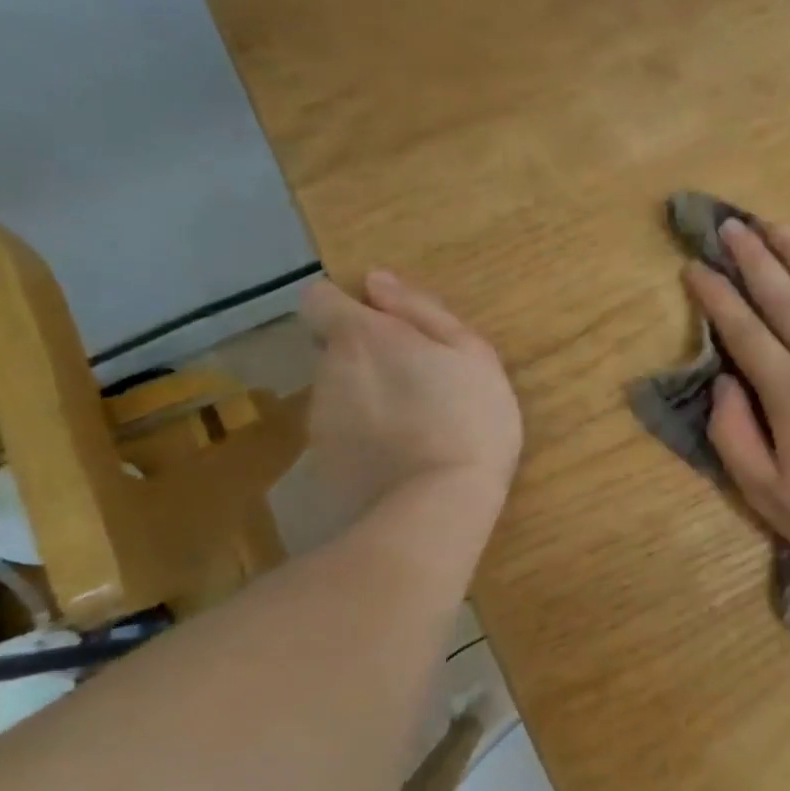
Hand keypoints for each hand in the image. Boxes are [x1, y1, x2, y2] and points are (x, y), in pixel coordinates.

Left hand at [300, 272, 521, 524]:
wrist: (435, 508)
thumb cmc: (469, 418)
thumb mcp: (471, 352)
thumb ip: (422, 311)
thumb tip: (376, 282)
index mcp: (362, 336)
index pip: (318, 298)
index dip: (347, 307)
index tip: (387, 327)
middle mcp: (328, 370)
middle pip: (333, 348)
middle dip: (367, 355)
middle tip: (420, 381)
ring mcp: (320, 418)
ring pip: (339, 390)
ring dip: (368, 395)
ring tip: (416, 423)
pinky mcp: (321, 461)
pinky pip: (342, 431)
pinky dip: (364, 434)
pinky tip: (400, 455)